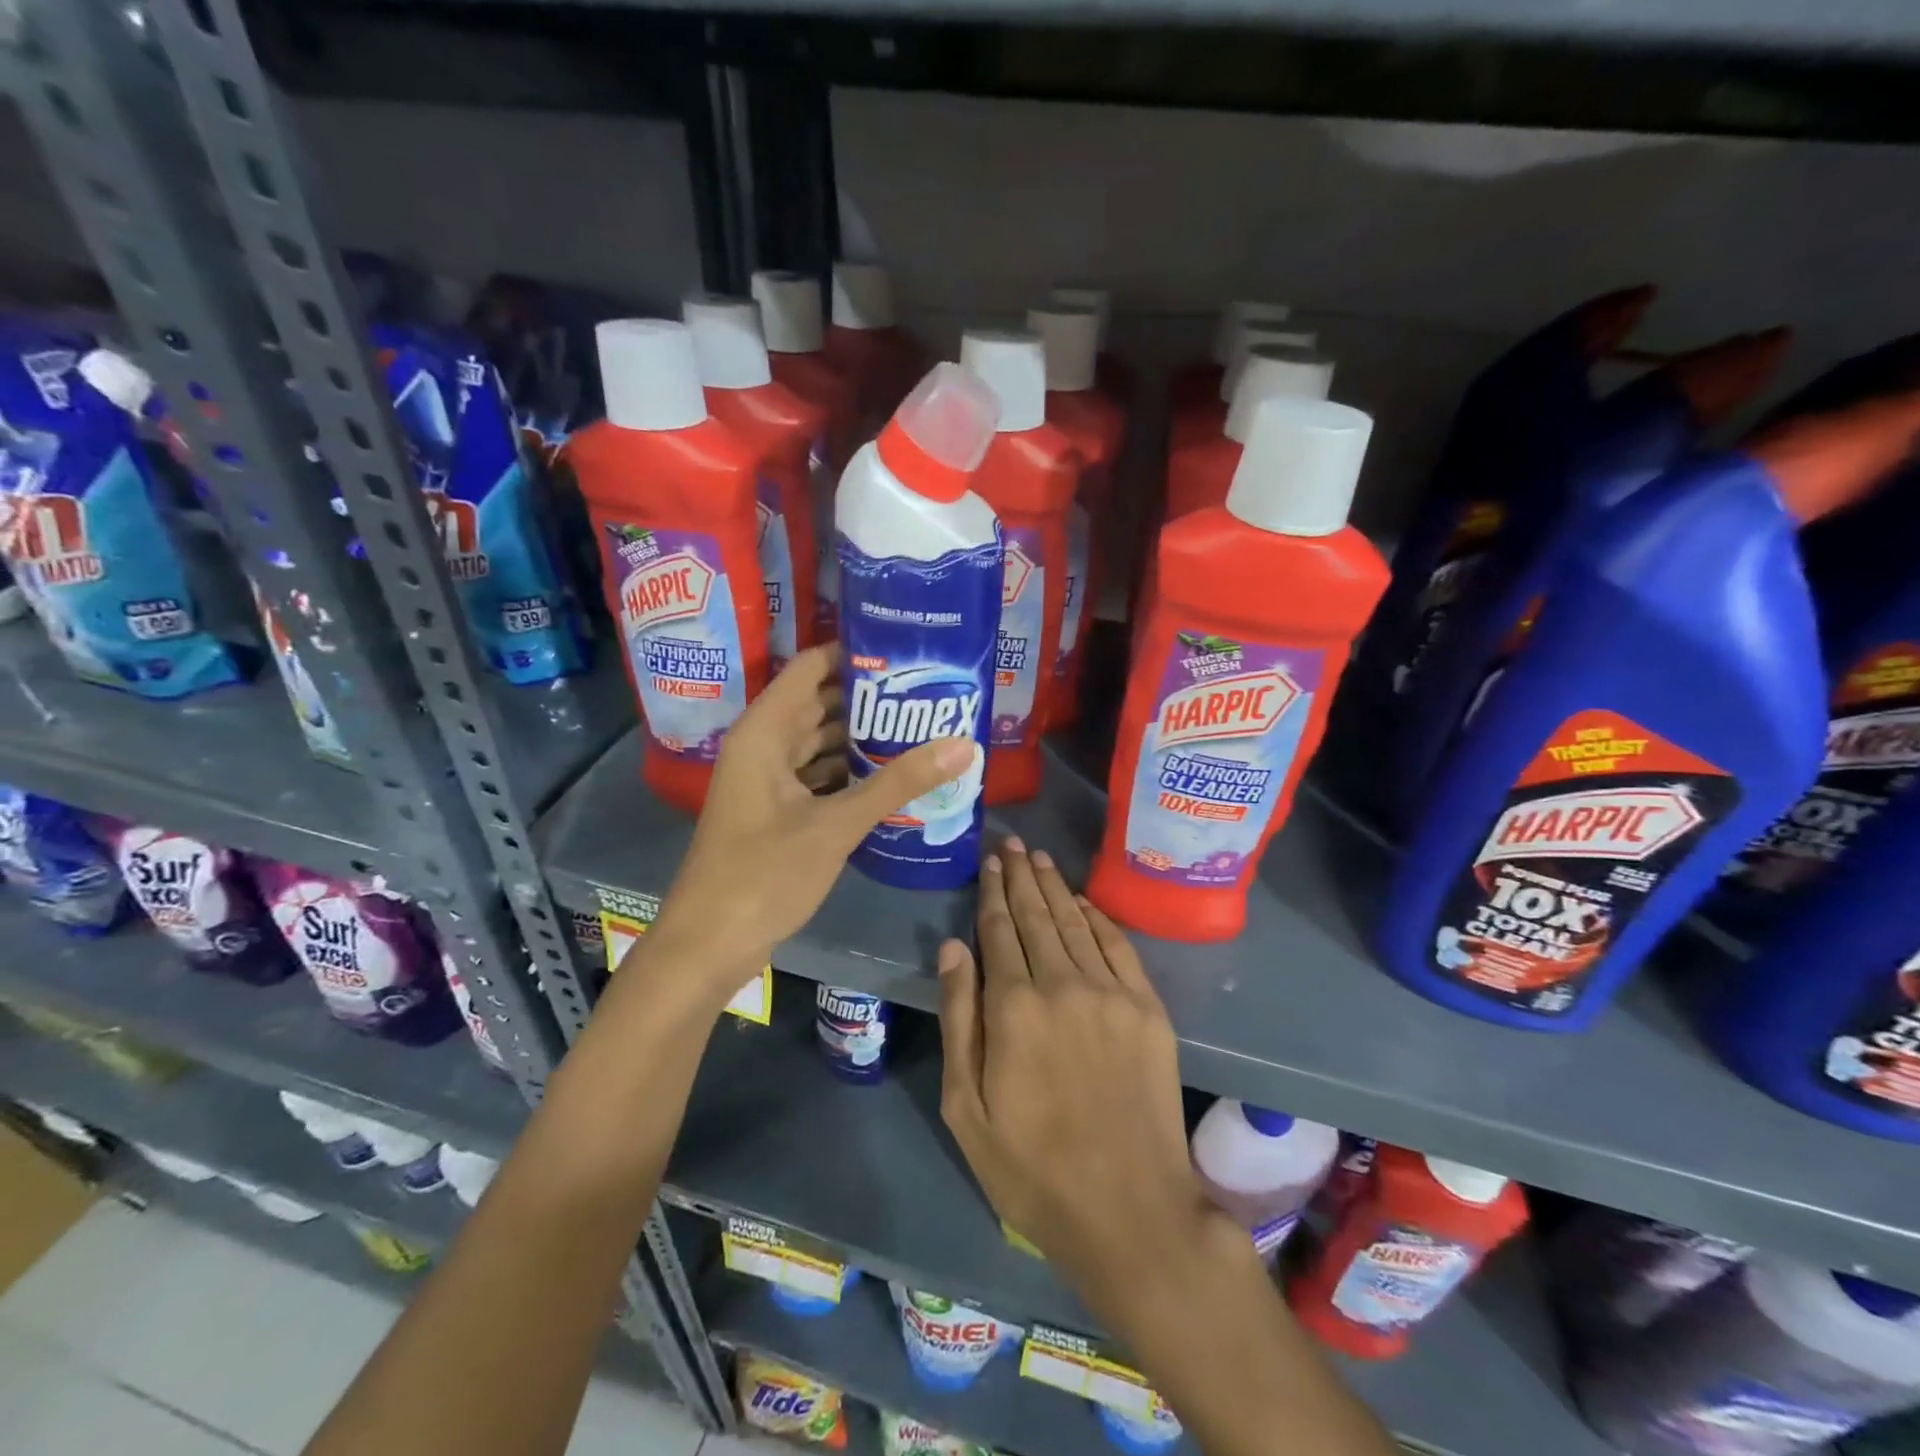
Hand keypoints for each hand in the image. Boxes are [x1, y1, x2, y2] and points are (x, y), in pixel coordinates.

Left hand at [647, 644, 977, 988]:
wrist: (708, 945)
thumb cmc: (763, 875)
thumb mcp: (836, 825)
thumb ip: (898, 782)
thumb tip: (962, 744)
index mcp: (764, 732)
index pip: (811, 668)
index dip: (854, 652)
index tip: (906, 650)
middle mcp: (763, 746)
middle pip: (820, 703)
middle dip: (870, 697)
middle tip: (928, 690)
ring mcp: (767, 781)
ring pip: (820, 743)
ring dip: (863, 738)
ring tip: (921, 728)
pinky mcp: (776, 812)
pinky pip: (818, 776)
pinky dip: (851, 773)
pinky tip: (892, 777)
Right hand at [936, 839, 1226, 1303]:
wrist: (1130, 1209)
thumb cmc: (1032, 1167)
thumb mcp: (966, 1107)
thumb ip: (959, 1018)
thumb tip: (953, 946)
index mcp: (1013, 1007)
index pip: (998, 931)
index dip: (992, 893)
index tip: (990, 862)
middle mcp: (1062, 983)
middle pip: (1036, 915)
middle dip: (1022, 876)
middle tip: (1012, 843)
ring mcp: (1111, 992)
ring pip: (1075, 922)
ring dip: (1055, 887)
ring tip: (1040, 858)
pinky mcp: (1147, 1008)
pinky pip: (1118, 945)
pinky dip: (1097, 917)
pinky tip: (1082, 901)